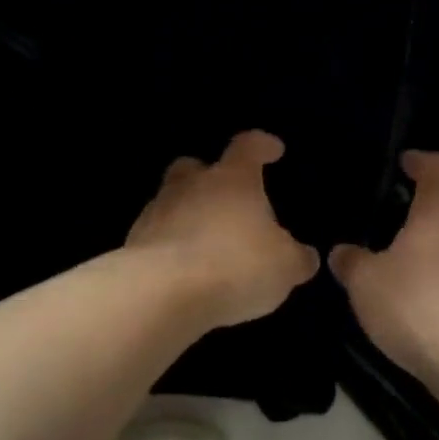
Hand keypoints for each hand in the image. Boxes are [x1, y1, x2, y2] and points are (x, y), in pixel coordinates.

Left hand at [127, 130, 319, 327]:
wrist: (162, 293)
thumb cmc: (236, 266)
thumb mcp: (284, 267)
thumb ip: (296, 258)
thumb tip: (304, 256)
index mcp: (233, 179)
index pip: (248, 147)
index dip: (262, 146)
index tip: (273, 150)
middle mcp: (192, 185)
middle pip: (196, 167)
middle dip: (209, 177)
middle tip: (226, 197)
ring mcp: (157, 211)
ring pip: (172, 199)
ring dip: (187, 213)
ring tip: (205, 241)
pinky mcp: (134, 243)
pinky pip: (157, 235)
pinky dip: (170, 244)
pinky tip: (184, 268)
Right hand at [329, 150, 438, 382]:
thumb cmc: (419, 307)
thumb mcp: (367, 285)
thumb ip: (352, 263)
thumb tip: (342, 252)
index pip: (438, 168)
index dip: (421, 161)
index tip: (406, 162)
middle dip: (438, 204)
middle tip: (409, 216)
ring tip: (421, 259)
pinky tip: (438, 295)